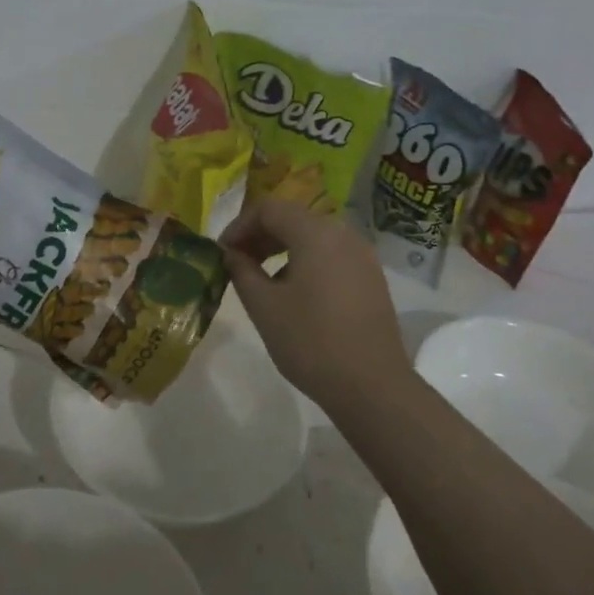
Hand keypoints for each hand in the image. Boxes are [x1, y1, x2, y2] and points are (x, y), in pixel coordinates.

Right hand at [219, 197, 414, 413]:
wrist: (371, 385)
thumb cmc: (311, 342)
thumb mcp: (264, 306)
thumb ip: (241, 271)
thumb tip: (231, 254)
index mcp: (316, 233)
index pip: (269, 208)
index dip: (239, 225)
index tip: (222, 252)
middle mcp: (343, 234)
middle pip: (293, 218)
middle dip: (260, 236)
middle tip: (236, 263)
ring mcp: (362, 255)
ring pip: (313, 237)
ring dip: (282, 249)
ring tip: (261, 279)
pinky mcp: (371, 277)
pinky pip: (331, 255)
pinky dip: (305, 261)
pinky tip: (293, 293)